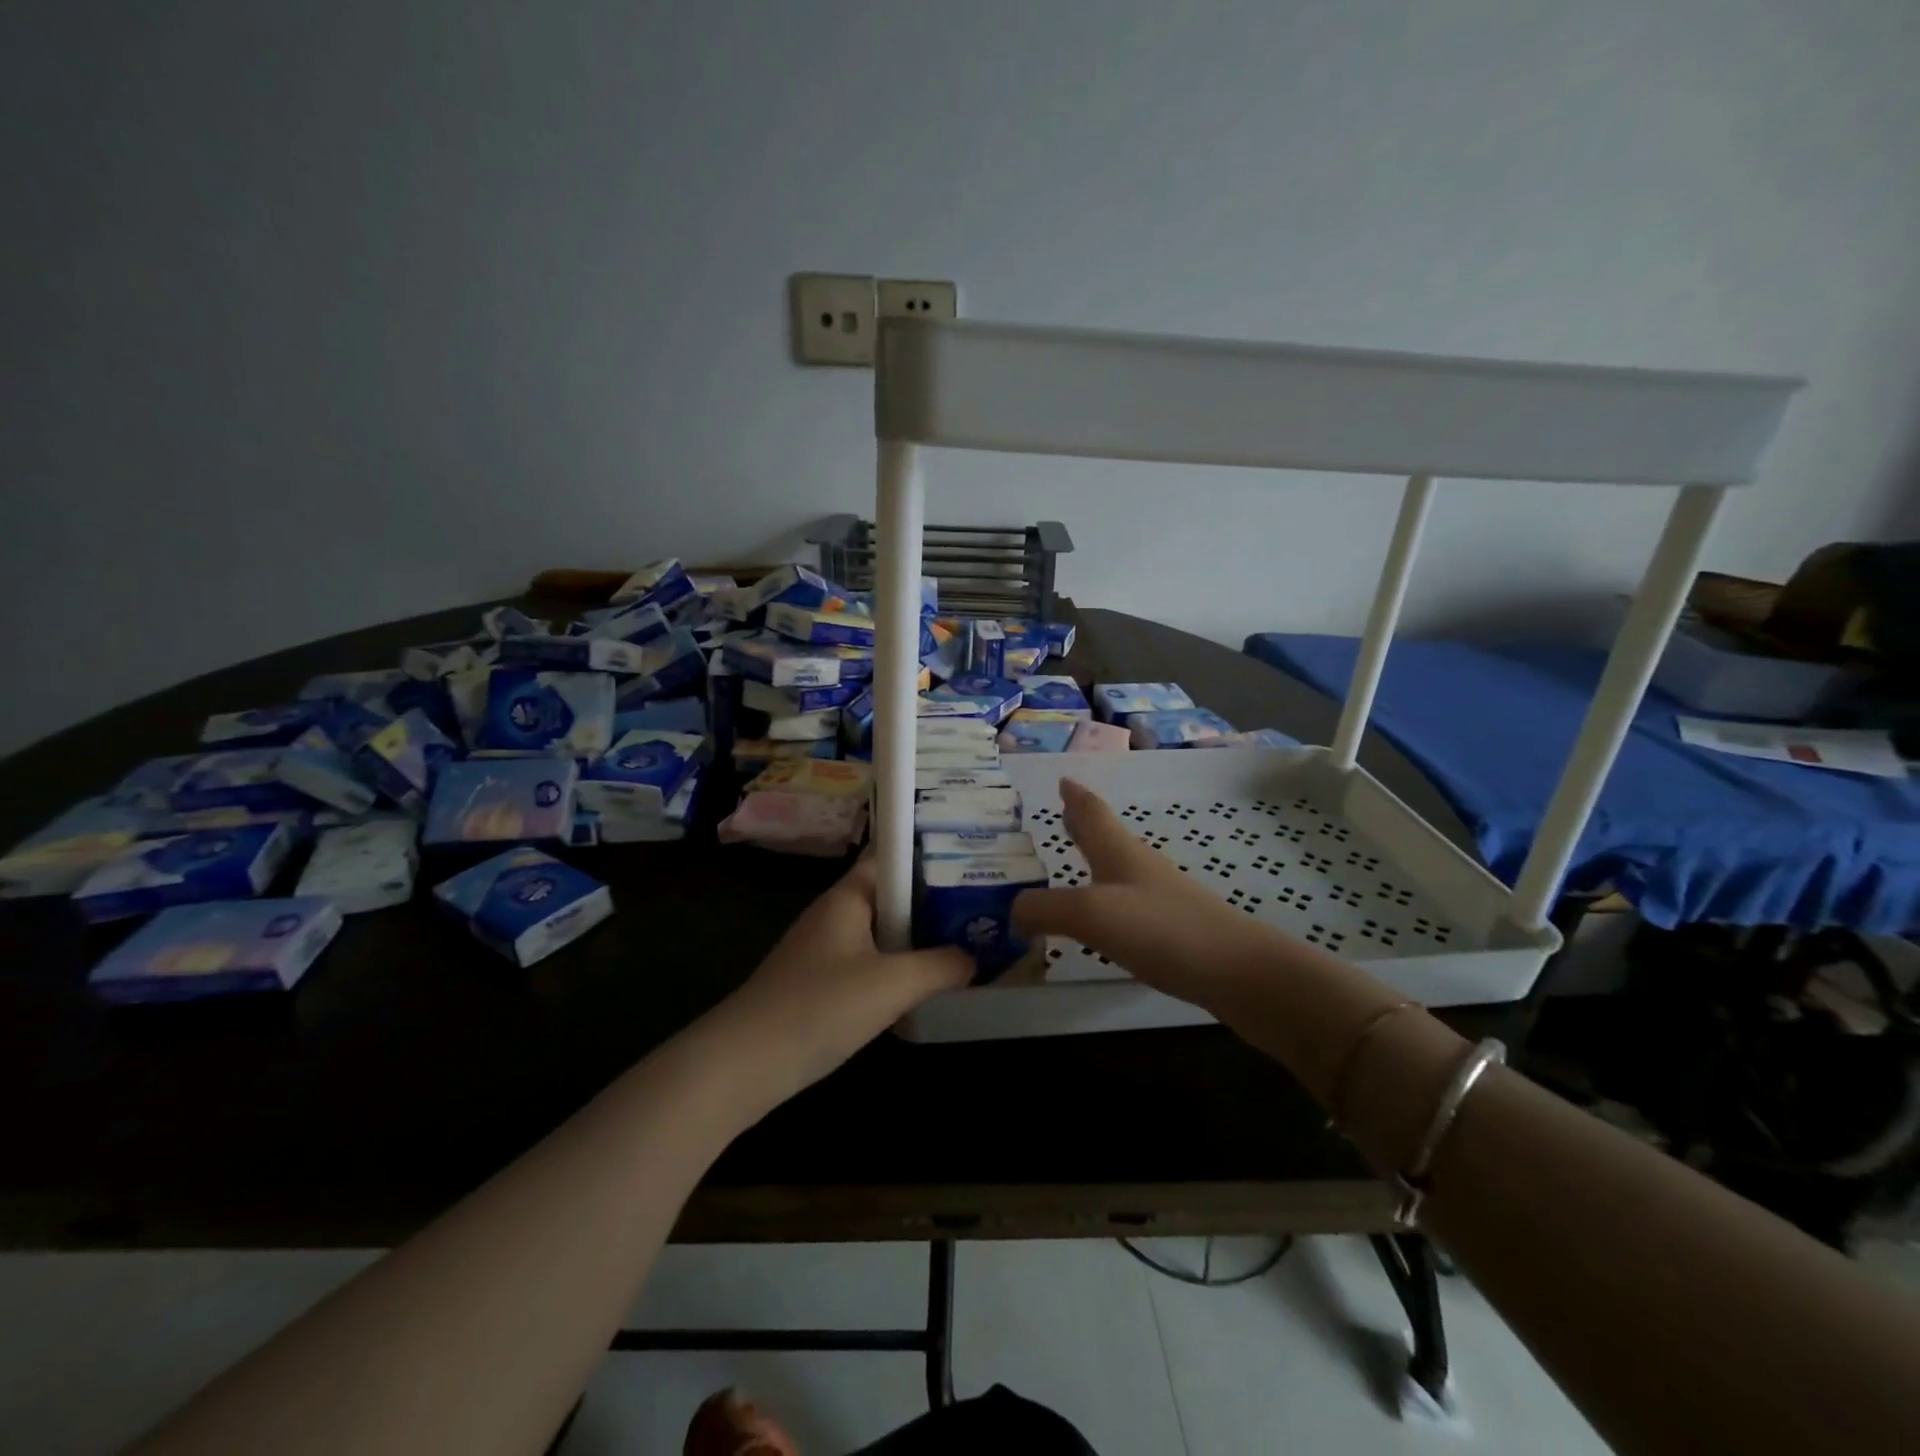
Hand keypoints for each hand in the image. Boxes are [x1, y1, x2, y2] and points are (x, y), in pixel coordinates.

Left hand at [715, 856, 971, 1100]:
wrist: (744, 1064)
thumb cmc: (819, 1007)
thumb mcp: (892, 984)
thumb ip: (940, 966)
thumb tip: (974, 958)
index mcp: (848, 896)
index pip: (893, 856)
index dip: (931, 853)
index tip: (974, 860)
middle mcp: (836, 914)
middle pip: (892, 895)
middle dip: (934, 900)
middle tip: (983, 907)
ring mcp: (825, 949)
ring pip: (883, 932)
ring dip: (918, 937)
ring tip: (966, 942)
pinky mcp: (821, 983)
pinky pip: (870, 962)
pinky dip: (898, 967)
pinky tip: (924, 985)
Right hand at [1012, 779, 1279, 1013]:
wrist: (1237, 971)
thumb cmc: (1162, 929)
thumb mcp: (1091, 914)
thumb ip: (1044, 909)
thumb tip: (1011, 911)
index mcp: (1118, 851)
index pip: (1092, 812)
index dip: (1075, 796)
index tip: (1062, 779)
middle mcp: (1138, 866)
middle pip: (1105, 835)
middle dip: (1082, 823)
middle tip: (1061, 814)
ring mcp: (1158, 897)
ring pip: (1116, 867)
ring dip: (1093, 858)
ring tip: (1073, 862)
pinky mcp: (1170, 928)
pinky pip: (1126, 902)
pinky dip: (1105, 897)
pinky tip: (1102, 917)